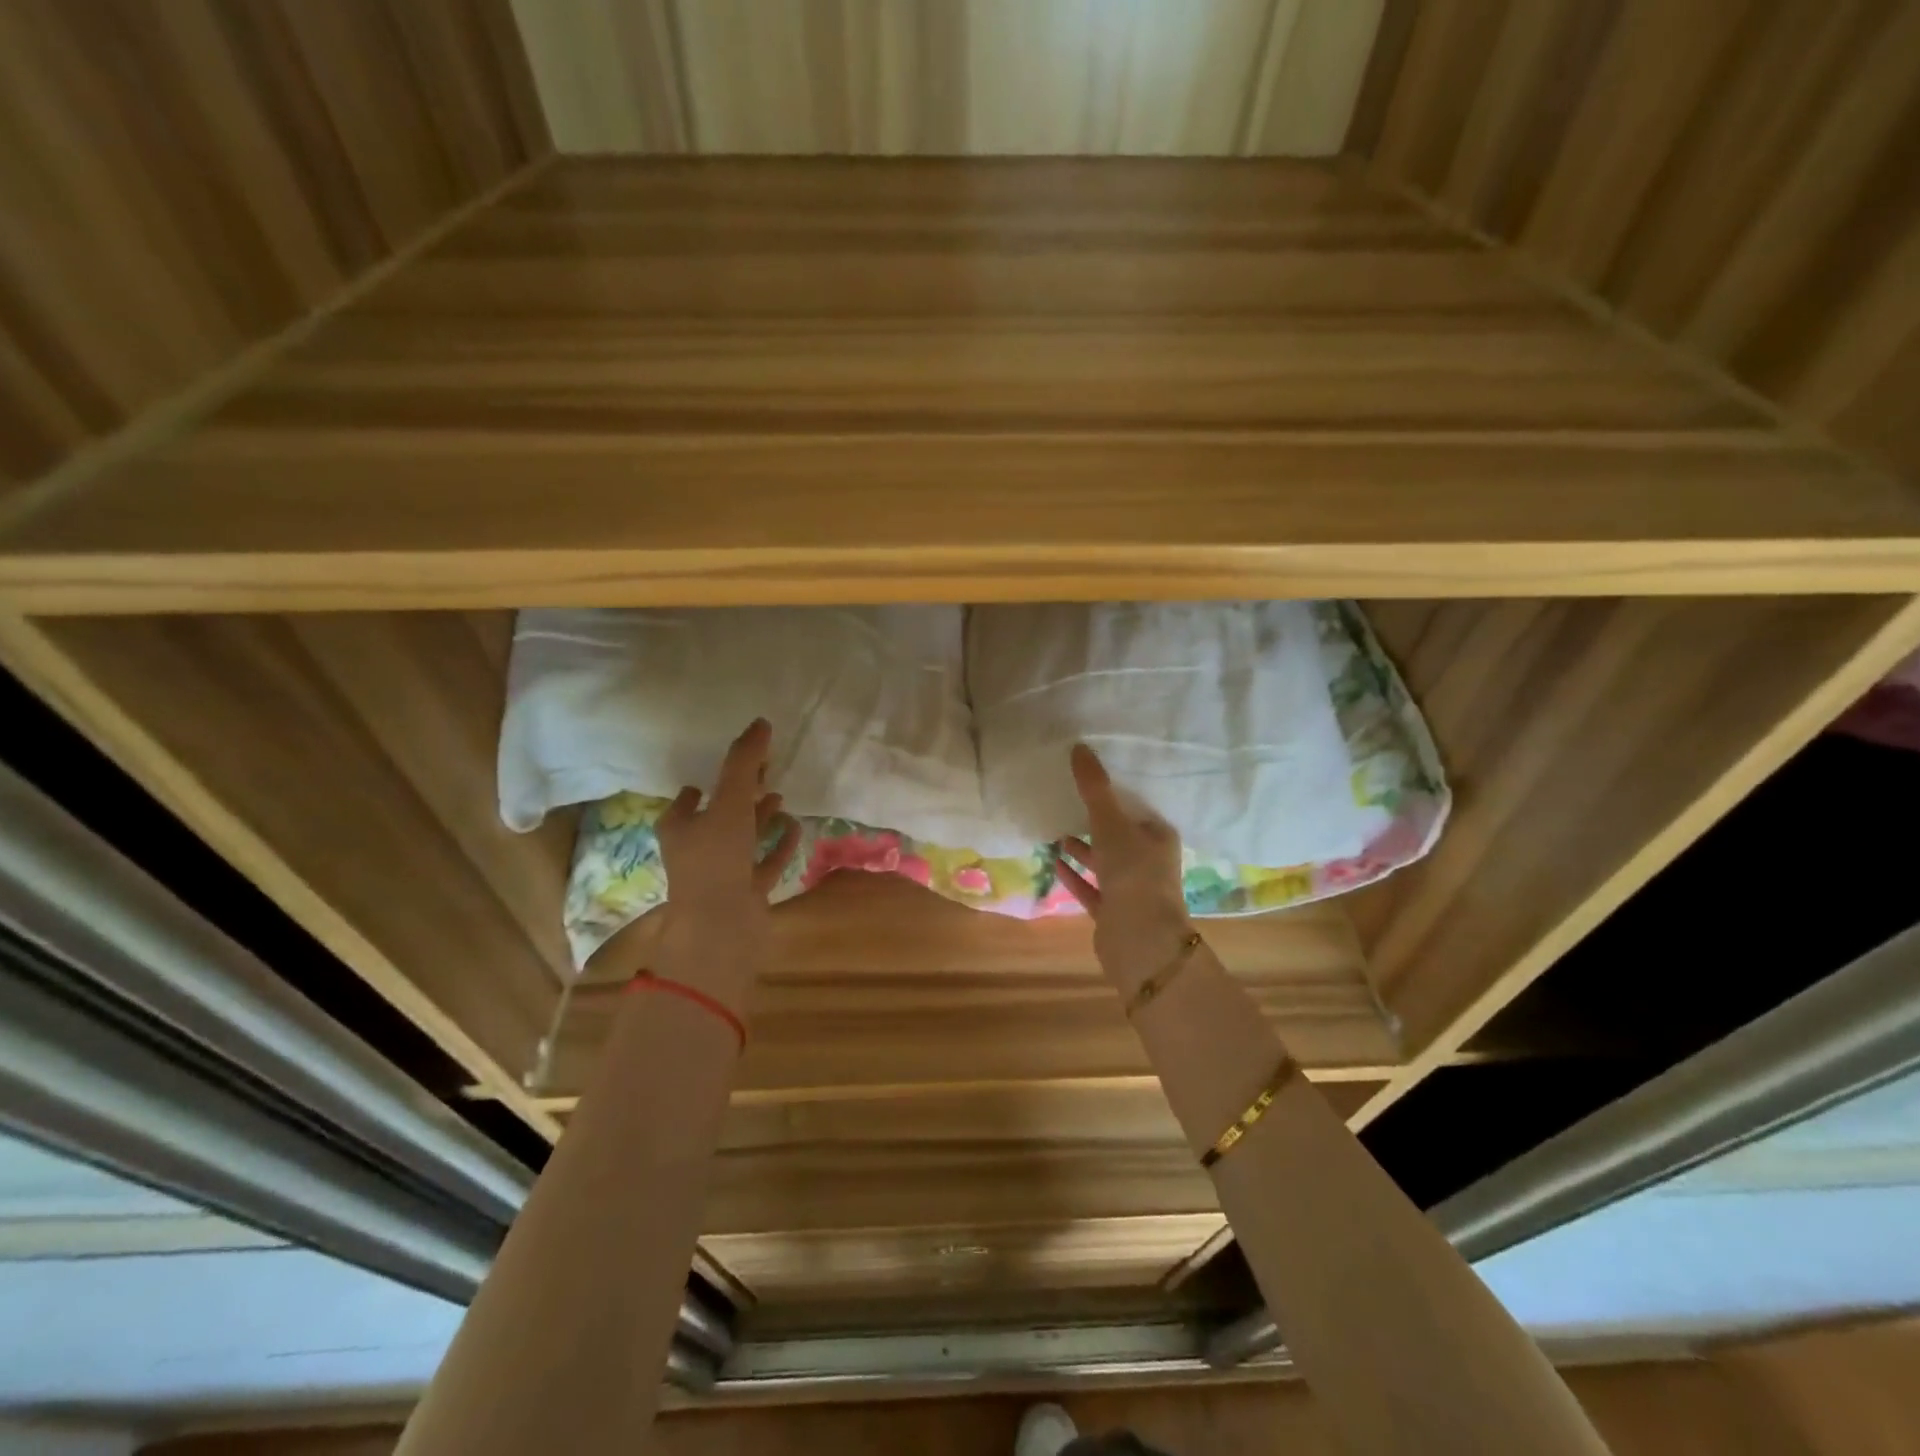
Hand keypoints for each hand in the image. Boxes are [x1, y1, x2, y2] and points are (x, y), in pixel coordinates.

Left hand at [652, 718, 799, 1007]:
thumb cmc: (716, 858)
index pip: (690, 796)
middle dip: (741, 795)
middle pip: (719, 814)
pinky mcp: (745, 892)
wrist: (722, 928)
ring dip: (760, 819)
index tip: (738, 762)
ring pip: (742, 839)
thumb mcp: (729, 802)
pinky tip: (794, 828)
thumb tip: (760, 722)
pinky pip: (764, 862)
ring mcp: (722, 873)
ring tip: (781, 797)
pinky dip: (778, 845)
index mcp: (680, 826)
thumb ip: (744, 763)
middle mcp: (696, 848)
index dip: (711, 778)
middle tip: (766, 774)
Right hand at [1053, 743, 1194, 995]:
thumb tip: (1079, 747)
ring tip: (1057, 832)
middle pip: (1120, 836)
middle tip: (1067, 803)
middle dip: (1096, 822)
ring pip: (1105, 863)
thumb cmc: (1134, 874)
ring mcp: (1131, 890)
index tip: (1088, 781)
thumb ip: (1094, 788)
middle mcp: (1149, 862)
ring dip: (1084, 850)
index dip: (1114, 796)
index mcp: (1158, 837)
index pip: (1135, 809)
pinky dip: (1075, 876)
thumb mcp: (1111, 824)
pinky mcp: (1113, 913)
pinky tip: (1055, 864)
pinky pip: (1092, 889)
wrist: (1140, 940)